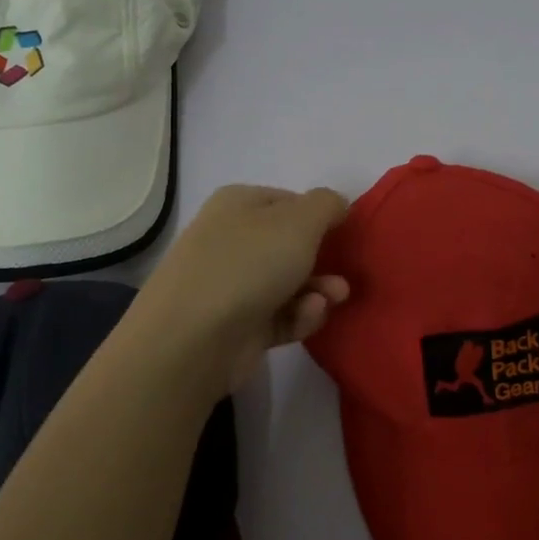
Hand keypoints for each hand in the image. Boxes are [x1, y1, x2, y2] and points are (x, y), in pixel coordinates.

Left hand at [129, 184, 351, 391]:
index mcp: (238, 204)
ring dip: (318, 291)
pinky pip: (281, 317)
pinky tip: (308, 317)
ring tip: (333, 299)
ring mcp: (232, 285)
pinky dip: (299, 317)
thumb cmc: (248, 264)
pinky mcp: (239, 326)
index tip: (344, 234)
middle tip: (344, 276)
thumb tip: (335, 204)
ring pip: (290, 284)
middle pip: (290, 246)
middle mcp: (232, 240)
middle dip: (323, 261)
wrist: (193, 337)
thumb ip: (326, 205)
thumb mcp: (299, 221)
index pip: (289, 202)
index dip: (319, 216)